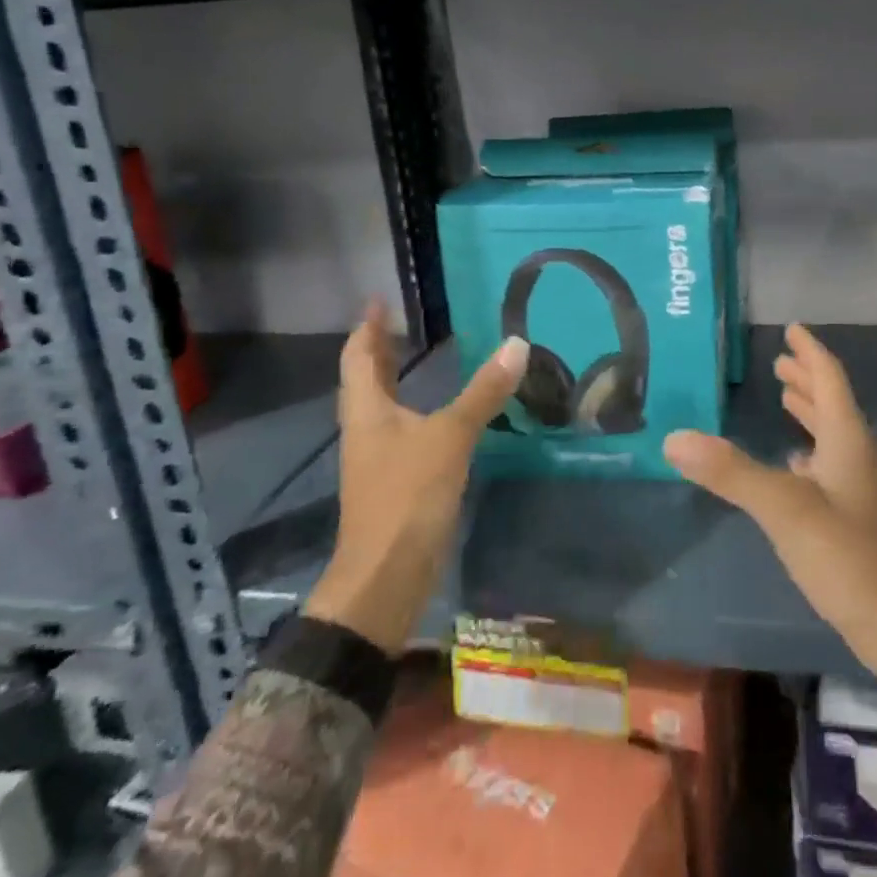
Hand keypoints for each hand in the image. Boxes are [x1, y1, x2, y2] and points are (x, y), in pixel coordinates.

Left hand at [304, 304, 528, 653]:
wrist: (386, 575)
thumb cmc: (408, 495)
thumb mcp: (451, 436)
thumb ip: (484, 392)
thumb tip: (517, 344)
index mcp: (368, 411)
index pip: (359, 357)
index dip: (368, 328)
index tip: (378, 301)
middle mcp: (366, 429)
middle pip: (365, 380)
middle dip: (379, 351)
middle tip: (399, 323)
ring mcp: (377, 458)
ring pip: (381, 406)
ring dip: (394, 379)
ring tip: (416, 358)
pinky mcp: (394, 481)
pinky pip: (399, 430)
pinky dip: (413, 409)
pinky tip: (435, 414)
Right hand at [665, 324, 876, 757]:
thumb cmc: (848, 558)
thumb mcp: (785, 510)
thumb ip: (732, 472)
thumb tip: (676, 437)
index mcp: (848, 441)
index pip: (830, 380)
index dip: (811, 353)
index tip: (793, 330)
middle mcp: (860, 458)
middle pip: (834, 405)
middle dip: (807, 382)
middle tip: (781, 363)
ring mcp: (864, 492)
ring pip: (835, 438)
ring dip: (811, 415)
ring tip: (787, 402)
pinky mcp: (861, 523)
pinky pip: (833, 470)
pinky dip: (812, 456)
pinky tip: (796, 469)